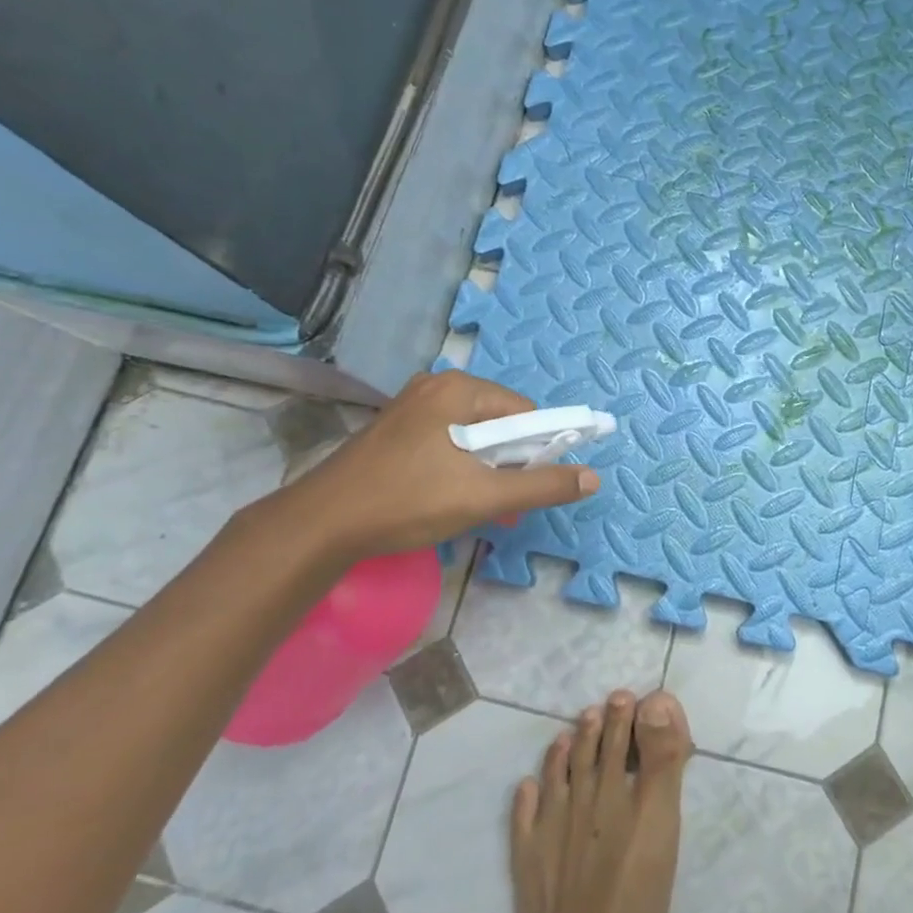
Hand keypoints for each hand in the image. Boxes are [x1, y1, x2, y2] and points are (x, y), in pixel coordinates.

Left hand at [283, 371, 600, 559]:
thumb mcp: (483, 496)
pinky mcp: (394, 430)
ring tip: (478, 506)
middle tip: (504, 504)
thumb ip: (541, 485)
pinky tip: (449, 498)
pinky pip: (446, 442)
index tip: (532, 485)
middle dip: (511, 463)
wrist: (320, 525)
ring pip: (472, 436)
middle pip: (498, 422)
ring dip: (486, 470)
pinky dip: (459, 468)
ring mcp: (410, 408)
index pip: (524, 411)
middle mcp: (435, 387)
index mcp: (458, 390)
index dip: (539, 448)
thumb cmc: (406, 501)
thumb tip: (592, 477)